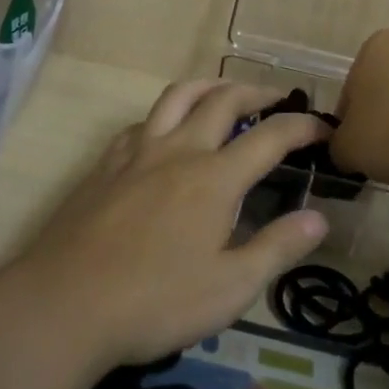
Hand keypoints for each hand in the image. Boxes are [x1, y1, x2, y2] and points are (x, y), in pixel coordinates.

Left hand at [5, 80, 331, 367]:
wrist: (65, 304)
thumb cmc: (155, 303)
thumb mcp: (229, 288)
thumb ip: (277, 248)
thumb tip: (319, 218)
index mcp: (215, 178)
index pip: (270, 136)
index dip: (302, 126)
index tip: (324, 128)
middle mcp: (179, 150)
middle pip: (224, 100)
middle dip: (258, 93)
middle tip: (278, 99)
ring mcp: (138, 152)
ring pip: (178, 96)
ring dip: (210, 85)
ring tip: (225, 92)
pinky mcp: (106, 164)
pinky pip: (143, 121)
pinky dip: (165, 114)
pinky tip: (165, 132)